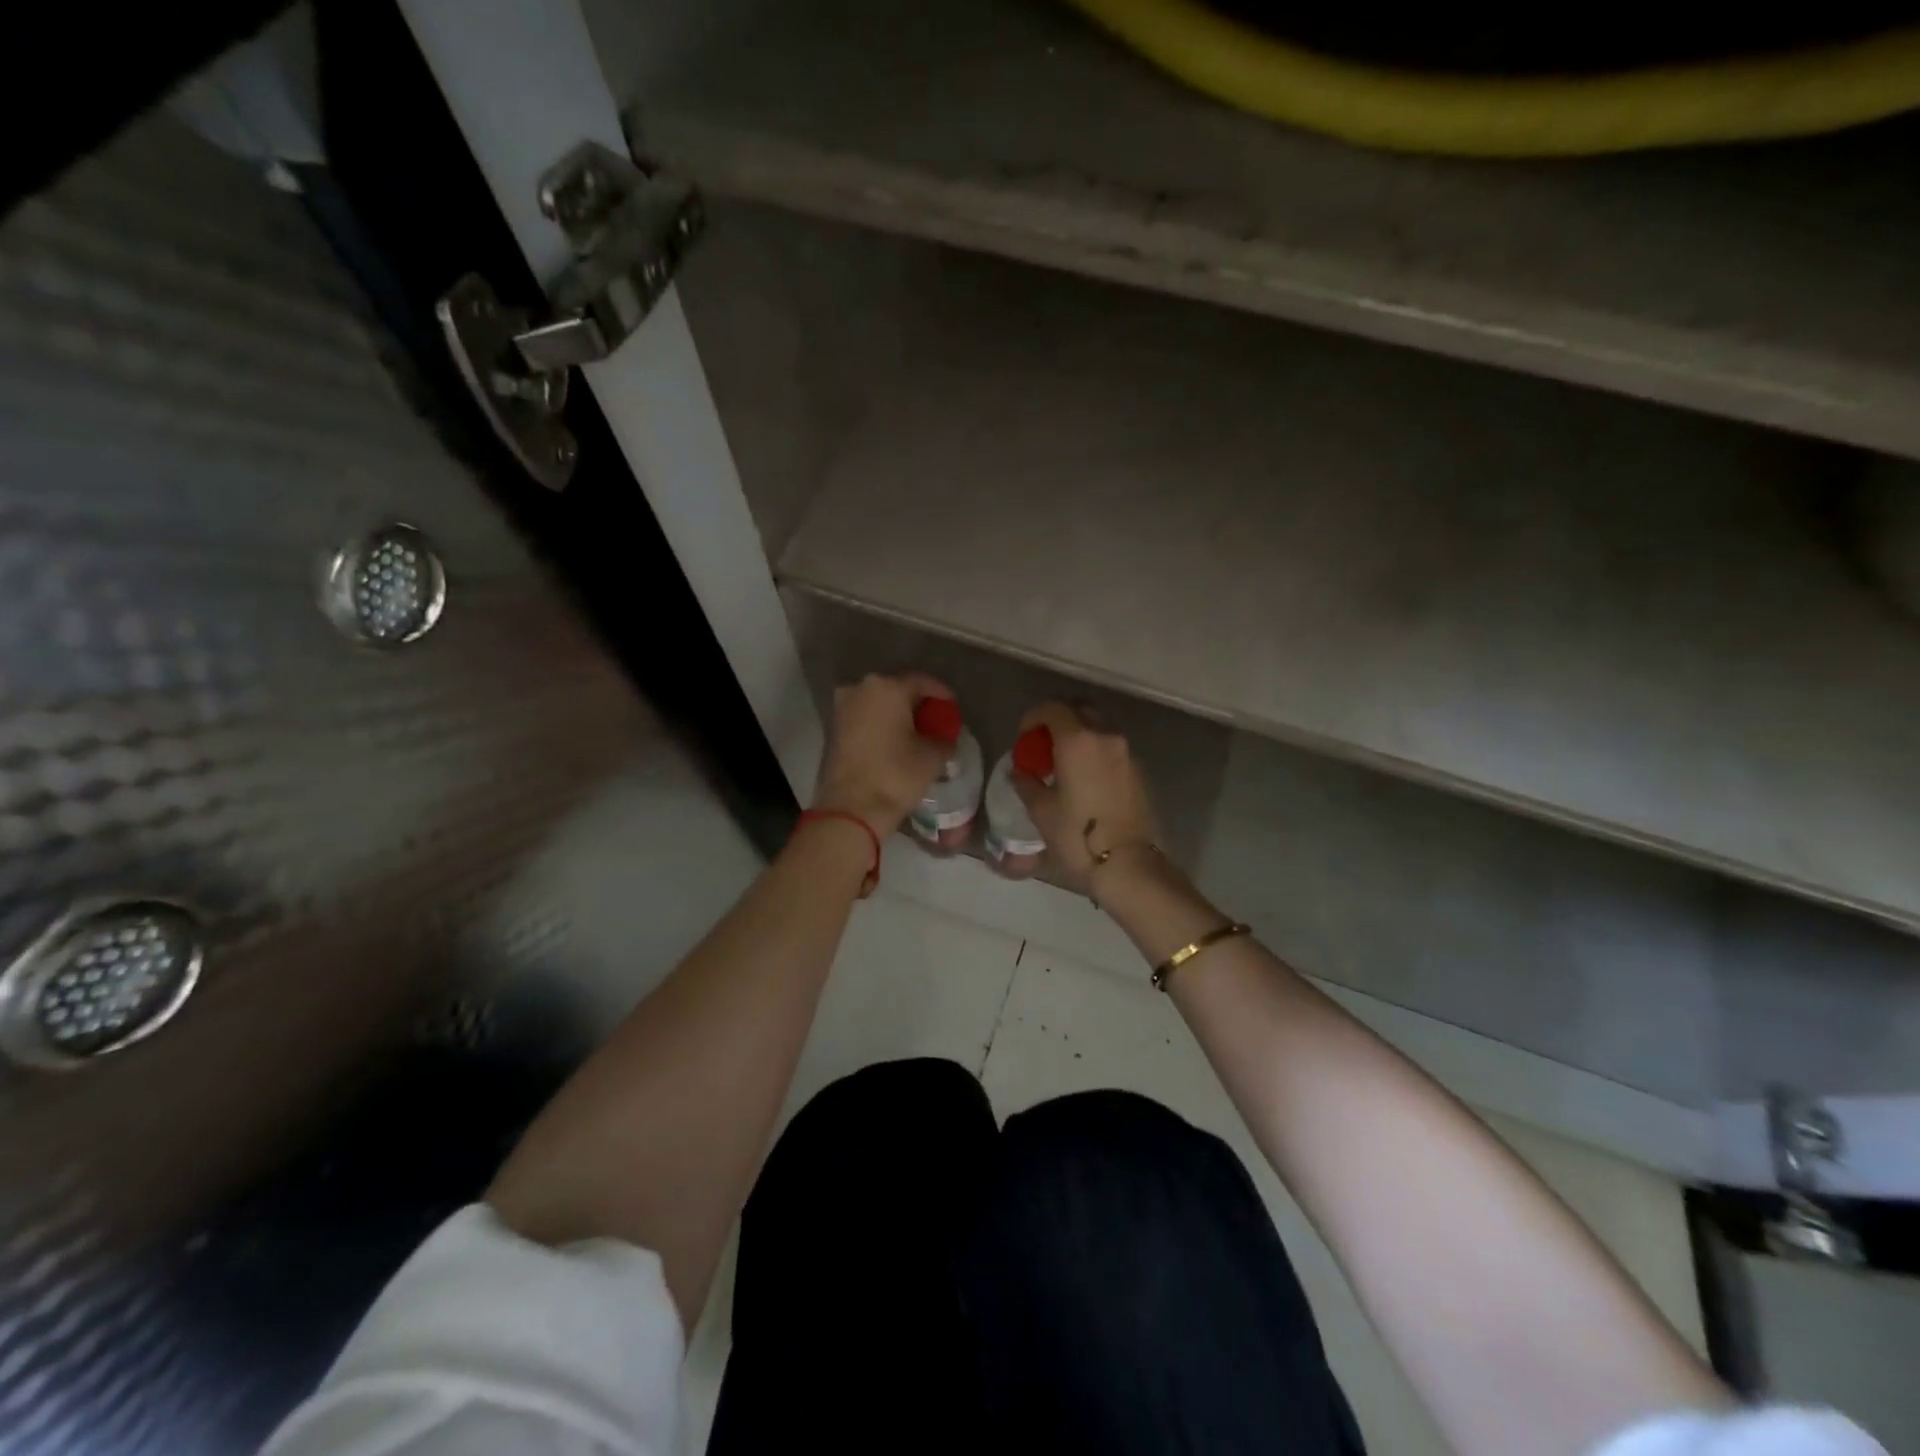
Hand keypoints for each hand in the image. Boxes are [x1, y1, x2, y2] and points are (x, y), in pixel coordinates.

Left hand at [812, 672, 956, 836]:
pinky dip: (881, 725)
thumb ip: (944, 739)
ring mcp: (842, 708)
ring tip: (916, 733)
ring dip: (897, 715)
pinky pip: (864, 719)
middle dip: (917, 704)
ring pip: (878, 704)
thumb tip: (945, 739)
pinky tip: (895, 742)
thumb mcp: (932, 757)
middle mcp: (860, 689)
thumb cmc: (895, 775)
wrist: (851, 809)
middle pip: (897, 690)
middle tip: (935, 720)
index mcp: (887, 688)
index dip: (941, 693)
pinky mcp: (833, 729)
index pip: (921, 681)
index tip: (952, 707)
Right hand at [1011, 701, 1163, 892]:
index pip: (1053, 709)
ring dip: (1079, 734)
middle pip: (1080, 710)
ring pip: (1099, 727)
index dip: (1034, 716)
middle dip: (1058, 719)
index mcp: (1078, 740)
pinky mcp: (1139, 770)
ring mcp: (1127, 752)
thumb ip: (1027, 783)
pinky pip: (1112, 747)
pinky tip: (1085, 777)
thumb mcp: (1042, 811)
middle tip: (1043, 743)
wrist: (1129, 865)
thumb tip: (1020, 771)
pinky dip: (1095, 750)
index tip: (1024, 735)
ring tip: (1064, 762)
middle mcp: (1106, 736)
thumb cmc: (1078, 836)